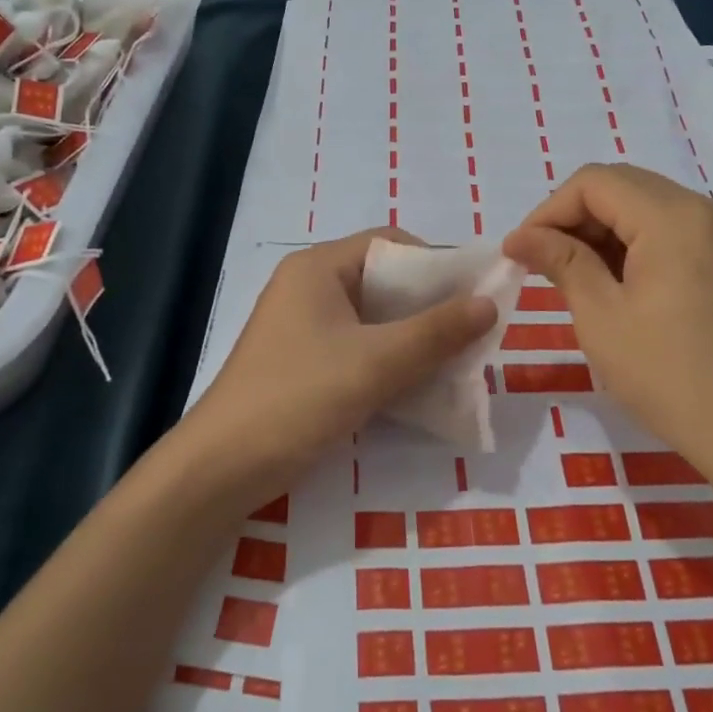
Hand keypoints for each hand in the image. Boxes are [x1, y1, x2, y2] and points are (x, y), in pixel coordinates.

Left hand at [180, 229, 497, 513]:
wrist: (222, 468)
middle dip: (430, 305)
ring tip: (455, 359)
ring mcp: (303, 326)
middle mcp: (309, 287)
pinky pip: (358, 346)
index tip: (476, 294)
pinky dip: (390, 359)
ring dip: (413, 336)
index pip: (390, 244)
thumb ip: (436, 331)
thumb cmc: (298, 398)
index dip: (437, 263)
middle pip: (383, 280)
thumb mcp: (376, 362)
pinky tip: (419, 383)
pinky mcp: (303, 362)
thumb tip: (490, 304)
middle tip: (473, 332)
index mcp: (318, 268)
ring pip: (373, 318)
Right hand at [503, 164, 712, 485]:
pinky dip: (634, 246)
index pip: (593, 182)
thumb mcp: (602, 317)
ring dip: (602, 232)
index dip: (548, 211)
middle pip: (622, 187)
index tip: (520, 252)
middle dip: (573, 218)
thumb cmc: (671, 376)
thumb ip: (561, 262)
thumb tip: (520, 237)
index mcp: (673, 216)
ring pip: (646, 208)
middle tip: (541, 263)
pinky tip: (615, 285)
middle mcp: (705, 210)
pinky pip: (672, 231)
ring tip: (573, 278)